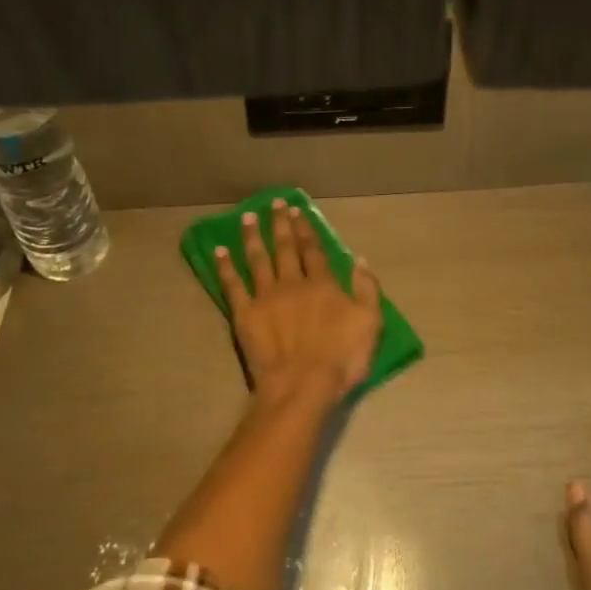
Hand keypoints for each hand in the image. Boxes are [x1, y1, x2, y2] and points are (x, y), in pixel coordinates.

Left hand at [214, 200, 381, 402]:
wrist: (302, 385)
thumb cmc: (342, 358)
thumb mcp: (370, 323)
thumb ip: (366, 289)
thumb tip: (359, 259)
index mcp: (323, 284)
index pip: (313, 250)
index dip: (306, 230)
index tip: (298, 212)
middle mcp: (293, 283)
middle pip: (285, 248)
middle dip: (281, 225)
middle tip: (274, 204)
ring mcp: (266, 297)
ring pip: (257, 259)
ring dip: (253, 237)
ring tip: (248, 217)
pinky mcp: (244, 314)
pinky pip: (233, 285)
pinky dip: (226, 267)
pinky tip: (220, 252)